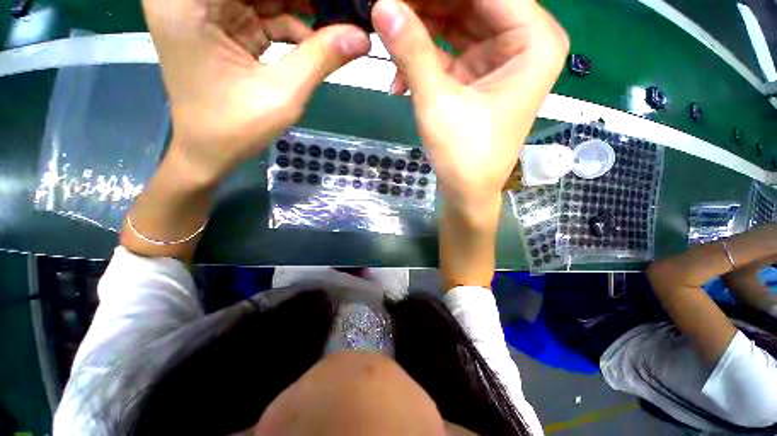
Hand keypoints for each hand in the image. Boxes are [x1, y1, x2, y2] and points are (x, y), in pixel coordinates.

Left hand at [143, 0, 370, 184]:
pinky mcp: (221, 24)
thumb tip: (361, 36)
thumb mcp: (283, 94)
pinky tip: (316, 40)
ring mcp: (206, 9)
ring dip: (302, 8)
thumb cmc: (236, 128)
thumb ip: (320, 59)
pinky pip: (264, 12)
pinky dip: (291, 25)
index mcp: (190, 1)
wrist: (209, 151)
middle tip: (344, 13)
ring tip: (337, 24)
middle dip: (304, 2)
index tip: (340, 6)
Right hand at [371, 0, 567, 211]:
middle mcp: (523, 42)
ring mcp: (500, 59)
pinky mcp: (480, 77)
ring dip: (419, 37)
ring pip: (456, 25)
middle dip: (425, 9)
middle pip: (470, 3)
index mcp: (534, 40)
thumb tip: (381, 5)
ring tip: (387, 44)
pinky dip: (424, 62)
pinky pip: (450, 53)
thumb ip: (412, 50)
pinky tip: (399, 81)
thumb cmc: (463, 154)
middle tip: (386, 13)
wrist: (467, 193)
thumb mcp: (437, 101)